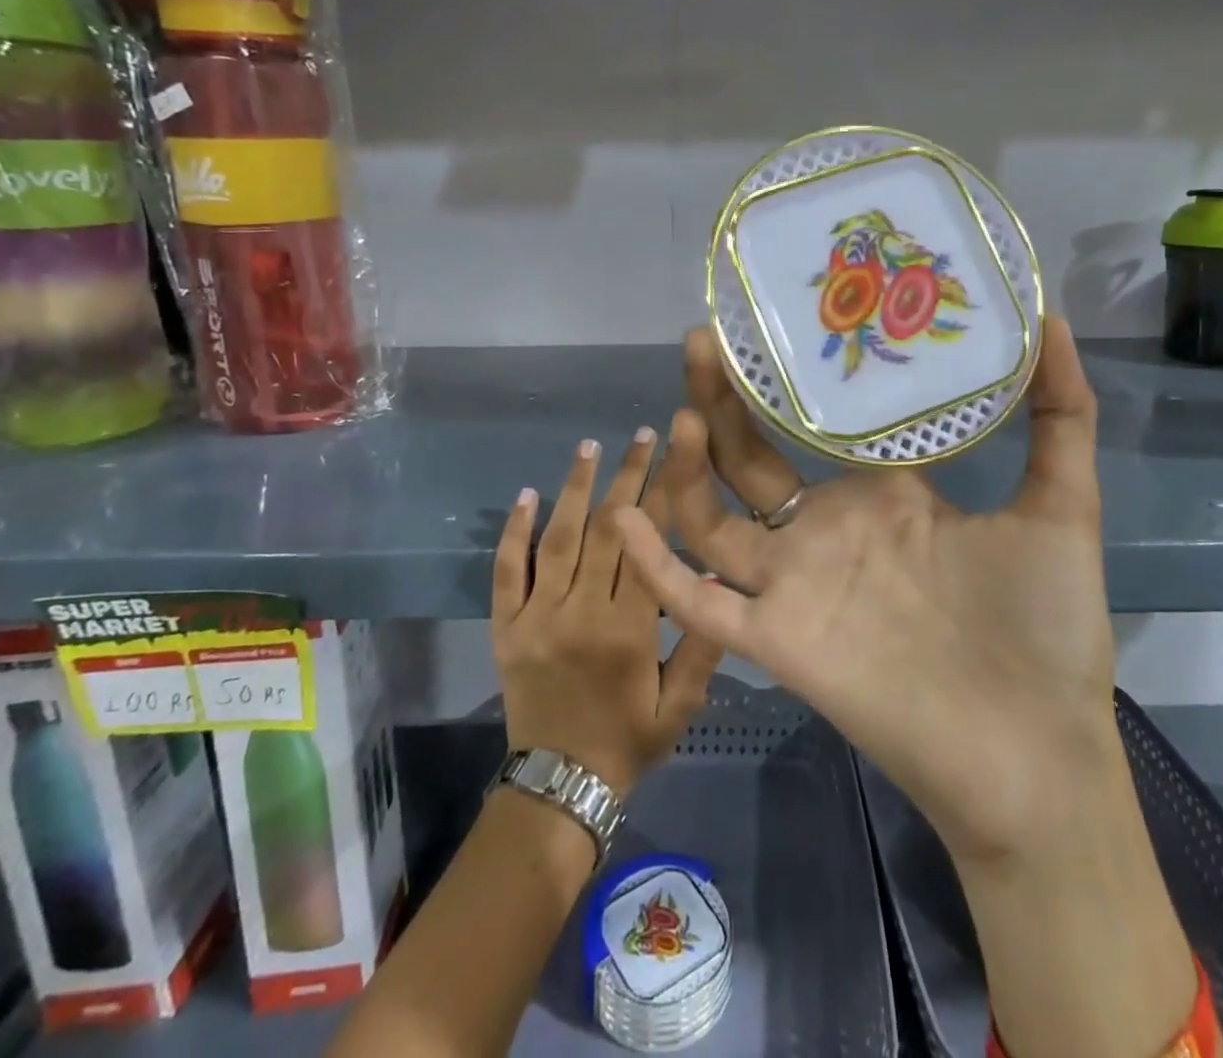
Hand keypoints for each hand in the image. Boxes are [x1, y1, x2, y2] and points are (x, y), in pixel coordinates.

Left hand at [492, 432, 724, 797]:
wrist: (560, 787)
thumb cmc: (629, 741)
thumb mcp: (681, 705)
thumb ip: (702, 644)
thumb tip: (717, 574)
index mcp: (627, 629)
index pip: (647, 545)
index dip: (662, 494)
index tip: (673, 454)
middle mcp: (580, 613)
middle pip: (605, 530)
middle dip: (627, 476)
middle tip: (642, 435)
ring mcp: (536, 617)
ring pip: (556, 539)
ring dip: (574, 488)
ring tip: (589, 446)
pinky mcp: (505, 627)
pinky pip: (506, 572)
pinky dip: (513, 531)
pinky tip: (527, 494)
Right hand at [614, 315, 1117, 861]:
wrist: (1037, 754)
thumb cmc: (1047, 627)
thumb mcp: (1061, 504)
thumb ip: (1061, 415)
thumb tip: (1053, 318)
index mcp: (882, 494)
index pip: (818, 422)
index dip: (789, 377)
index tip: (771, 318)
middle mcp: (829, 527)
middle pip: (751, 454)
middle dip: (722, 398)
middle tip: (704, 338)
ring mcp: (796, 582)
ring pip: (715, 514)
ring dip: (687, 466)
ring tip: (682, 410)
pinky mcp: (777, 638)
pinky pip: (700, 601)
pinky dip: (659, 565)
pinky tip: (625, 519)